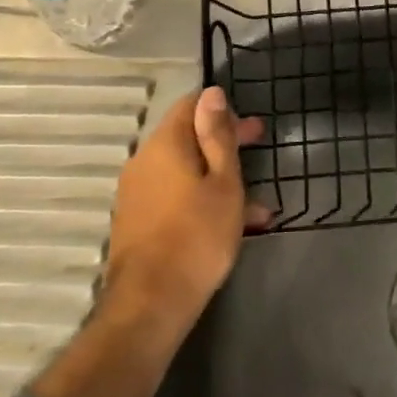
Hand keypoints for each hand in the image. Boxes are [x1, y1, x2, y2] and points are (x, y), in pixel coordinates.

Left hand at [102, 87, 269, 327]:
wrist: (150, 304)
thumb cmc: (197, 236)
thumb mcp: (223, 182)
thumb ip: (218, 135)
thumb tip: (211, 92)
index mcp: (165, 144)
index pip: (190, 105)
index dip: (222, 110)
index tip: (251, 129)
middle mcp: (145, 161)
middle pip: (187, 137)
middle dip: (225, 142)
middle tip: (259, 148)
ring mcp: (138, 193)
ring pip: (185, 171)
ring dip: (220, 178)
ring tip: (259, 206)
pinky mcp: (138, 220)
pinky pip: (175, 196)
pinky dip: (203, 200)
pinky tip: (233, 226)